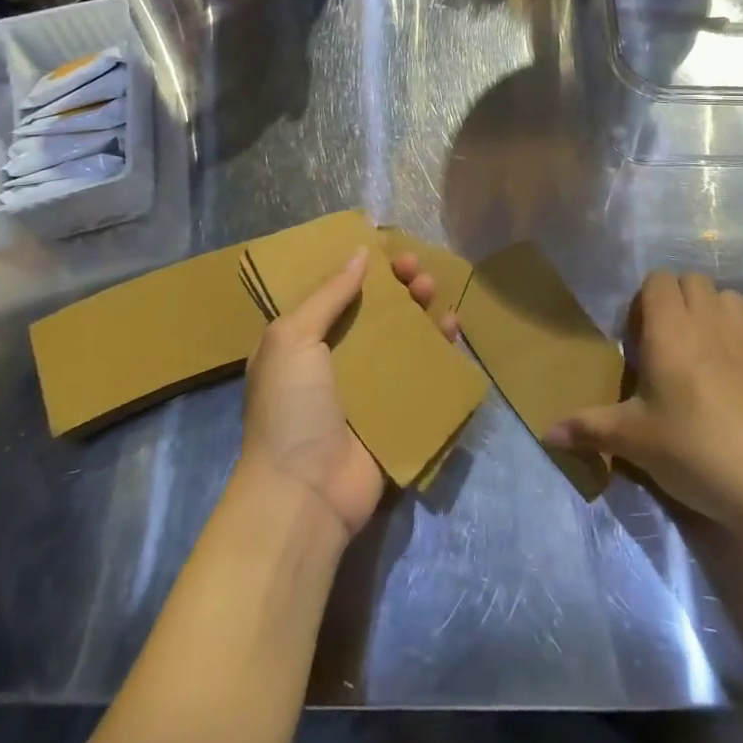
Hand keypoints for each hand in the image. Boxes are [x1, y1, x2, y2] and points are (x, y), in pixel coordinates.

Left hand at [238, 247, 455, 539]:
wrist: (304, 493)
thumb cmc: (290, 407)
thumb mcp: (292, 338)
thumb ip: (327, 294)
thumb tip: (359, 253)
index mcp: (304, 341)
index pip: (337, 292)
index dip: (361, 268)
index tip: (386, 248)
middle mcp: (337, 360)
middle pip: (375, 311)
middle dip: (397, 286)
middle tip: (417, 268)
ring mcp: (369, 388)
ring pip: (402, 337)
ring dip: (420, 310)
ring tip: (435, 290)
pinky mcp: (397, 413)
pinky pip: (423, 373)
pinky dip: (439, 349)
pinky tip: (453, 328)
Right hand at [546, 271, 742, 529]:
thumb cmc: (693, 450)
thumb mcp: (634, 440)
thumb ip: (589, 427)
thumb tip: (546, 432)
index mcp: (670, 328)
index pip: (657, 280)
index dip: (646, 299)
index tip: (640, 337)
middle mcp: (709, 319)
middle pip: (692, 280)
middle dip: (678, 300)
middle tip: (668, 343)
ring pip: (728, 297)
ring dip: (713, 312)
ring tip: (705, 350)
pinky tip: (742, 371)